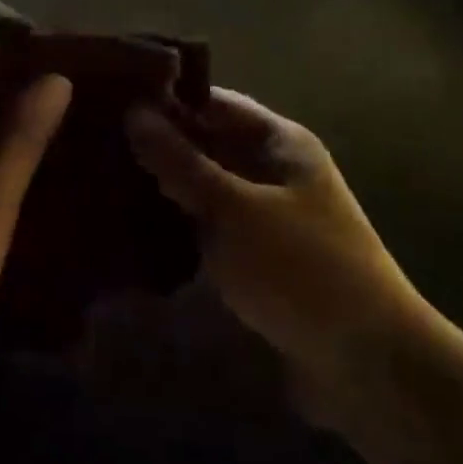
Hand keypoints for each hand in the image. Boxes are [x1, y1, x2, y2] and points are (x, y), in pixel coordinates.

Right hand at [126, 91, 435, 422]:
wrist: (368, 365)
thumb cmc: (301, 268)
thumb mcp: (234, 209)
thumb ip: (181, 162)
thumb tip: (133, 113)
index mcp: (280, 143)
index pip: (214, 102)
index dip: (167, 98)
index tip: (111, 99)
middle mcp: (273, 171)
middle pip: (207, 143)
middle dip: (158, 144)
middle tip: (95, 141)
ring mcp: (265, 215)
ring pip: (203, 187)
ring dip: (162, 186)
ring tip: (100, 179)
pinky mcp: (256, 256)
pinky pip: (207, 225)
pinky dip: (176, 223)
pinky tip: (131, 225)